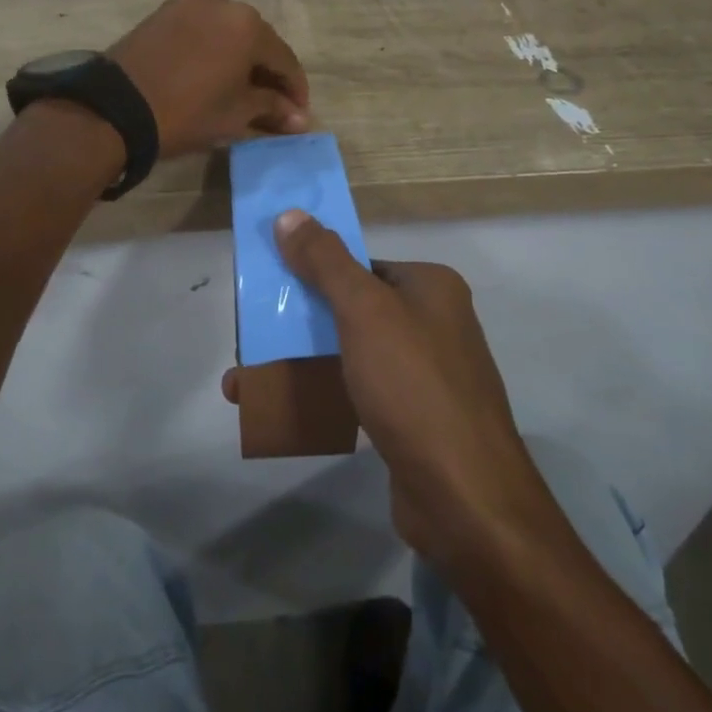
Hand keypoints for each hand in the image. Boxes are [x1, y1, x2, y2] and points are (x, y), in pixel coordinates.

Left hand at [108, 0, 309, 158]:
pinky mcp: (164, 12)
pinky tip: (215, 75)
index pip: (284, 59)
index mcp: (247, 24)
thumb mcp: (234, 114)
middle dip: (267, 73)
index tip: (298, 115)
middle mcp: (222, 1)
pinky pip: (202, 30)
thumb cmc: (185, 112)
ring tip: (243, 92)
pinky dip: (215, 50)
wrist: (114, 109)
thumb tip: (298, 118)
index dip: (295, 90)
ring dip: (240, 60)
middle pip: (257, 41)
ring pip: (228, 33)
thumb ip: (271, 108)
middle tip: (274, 105)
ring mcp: (188, 2)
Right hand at [223, 210, 554, 572]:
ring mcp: (423, 373)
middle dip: (296, 323)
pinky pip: (356, 391)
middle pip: (350, 308)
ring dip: (299, 362)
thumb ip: (325, 261)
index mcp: (430, 286)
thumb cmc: (413, 386)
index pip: (360, 265)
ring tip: (246, 380)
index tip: (267, 289)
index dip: (311, 271)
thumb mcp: (364, 312)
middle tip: (249, 337)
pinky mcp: (411, 418)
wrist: (464, 497)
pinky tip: (280, 411)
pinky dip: (320, 394)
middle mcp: (432, 322)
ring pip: (348, 353)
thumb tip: (290, 214)